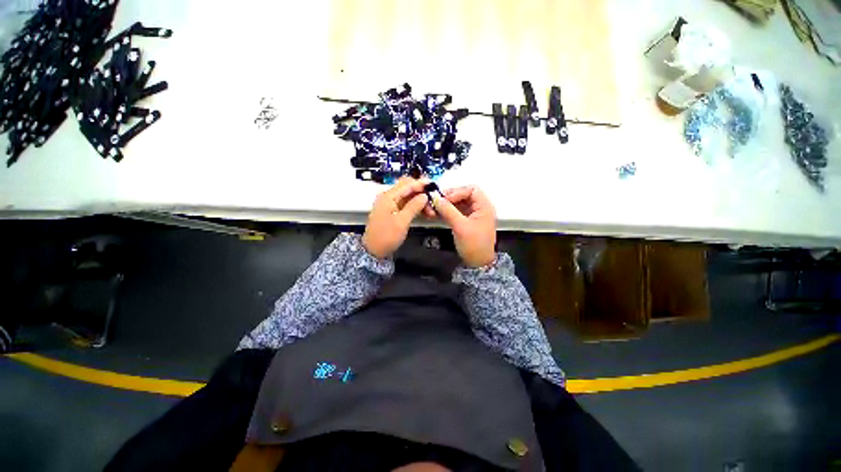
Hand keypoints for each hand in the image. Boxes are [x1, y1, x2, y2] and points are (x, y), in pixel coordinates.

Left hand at [362, 177, 428, 259]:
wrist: (373, 251)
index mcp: (388, 196)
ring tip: (430, 210)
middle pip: (407, 187)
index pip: (407, 184)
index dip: (421, 184)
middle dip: (421, 192)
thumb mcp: (402, 222)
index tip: (434, 187)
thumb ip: (414, 206)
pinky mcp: (391, 211)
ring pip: (407, 196)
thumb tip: (424, 196)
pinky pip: (405, 203)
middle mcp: (388, 197)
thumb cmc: (386, 237)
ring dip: (419, 200)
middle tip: (433, 201)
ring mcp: (389, 204)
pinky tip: (423, 211)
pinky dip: (414, 206)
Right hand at [433, 185, 496, 267]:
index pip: (471, 189)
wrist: (478, 264)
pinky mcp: (467, 221)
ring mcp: (473, 214)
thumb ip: (448, 211)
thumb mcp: (460, 227)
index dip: (457, 192)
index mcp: (484, 206)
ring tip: (435, 207)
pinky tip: (439, 213)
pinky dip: (448, 210)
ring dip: (448, 204)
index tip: (444, 199)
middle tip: (437, 202)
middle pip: (464, 194)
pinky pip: (457, 211)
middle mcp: (480, 208)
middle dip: (450, 197)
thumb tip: (436, 198)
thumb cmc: (473, 244)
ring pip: (460, 203)